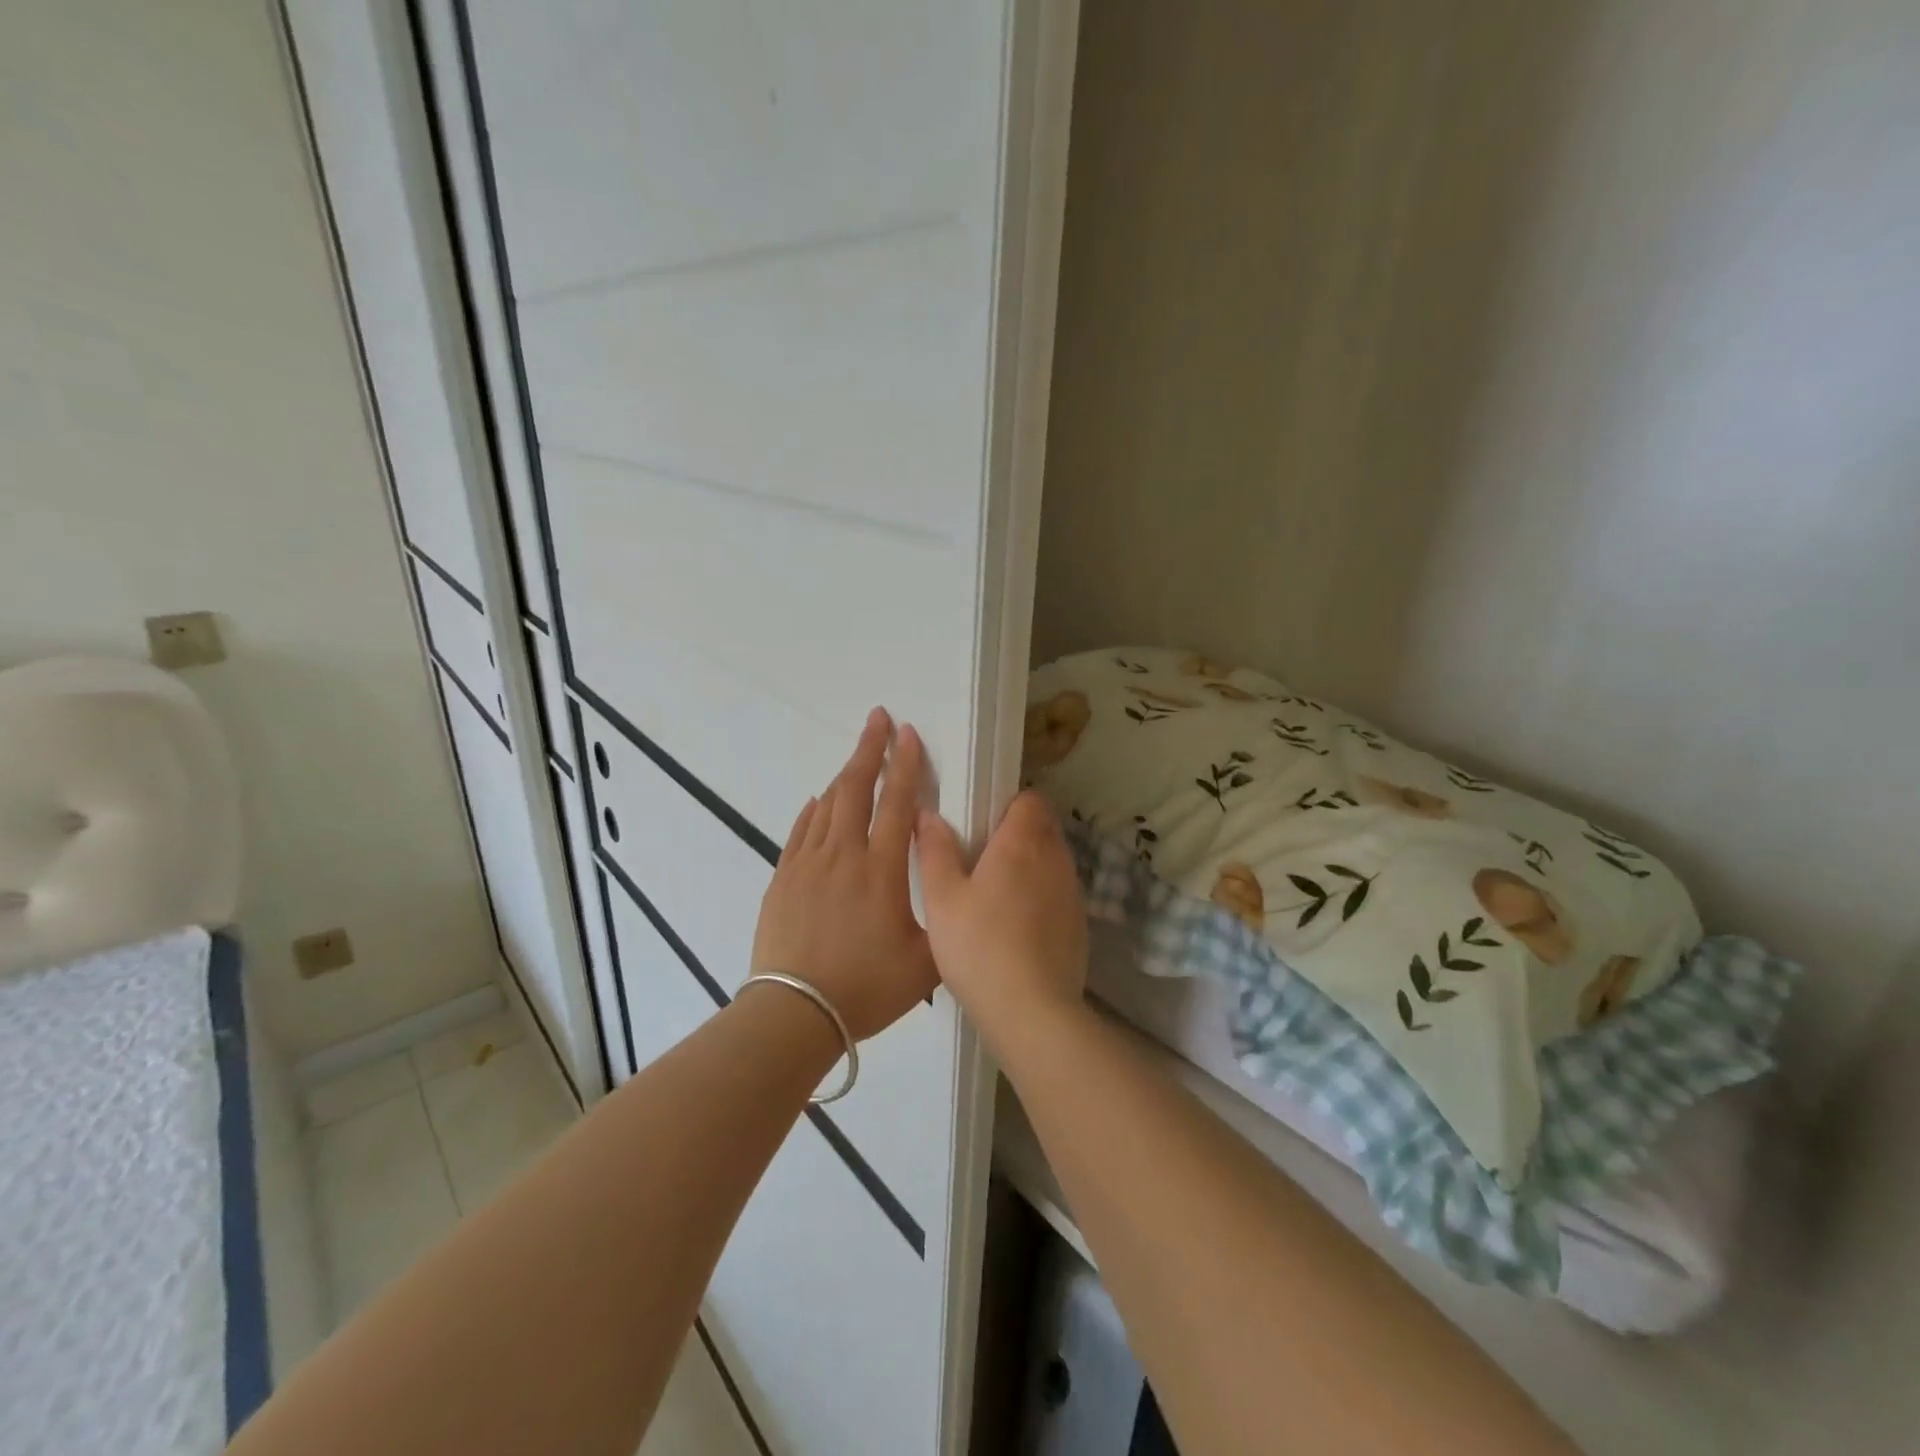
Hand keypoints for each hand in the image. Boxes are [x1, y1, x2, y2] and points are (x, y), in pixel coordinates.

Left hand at [751, 708, 937, 1040]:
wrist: (794, 1012)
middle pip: (856, 788)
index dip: (905, 765)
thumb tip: (952, 888)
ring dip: (844, 776)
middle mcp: (843, 855)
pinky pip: (800, 830)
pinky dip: (813, 810)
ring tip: (857, 758)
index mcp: (881, 870)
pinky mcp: (783, 877)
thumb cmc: (866, 988)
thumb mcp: (925, 963)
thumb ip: (944, 920)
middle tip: (878, 718)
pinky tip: (819, 801)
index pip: (896, 803)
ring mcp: (808, 863)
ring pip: (827, 804)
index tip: (908, 733)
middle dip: (869, 749)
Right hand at [914, 791, 1088, 1036]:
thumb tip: (928, 813)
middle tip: (981, 856)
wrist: (1032, 1012)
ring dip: (1030, 865)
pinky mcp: (1079, 923)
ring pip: (1052, 860)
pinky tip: (1016, 926)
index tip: (983, 820)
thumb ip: (935, 850)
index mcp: (1023, 842)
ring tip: (996, 893)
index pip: (1030, 798)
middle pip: (1043, 826)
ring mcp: (1072, 892)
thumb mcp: (942, 898)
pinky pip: (1059, 892)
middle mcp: (1055, 858)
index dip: (1008, 803)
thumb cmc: (979, 947)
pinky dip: (1041, 896)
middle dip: (1018, 832)